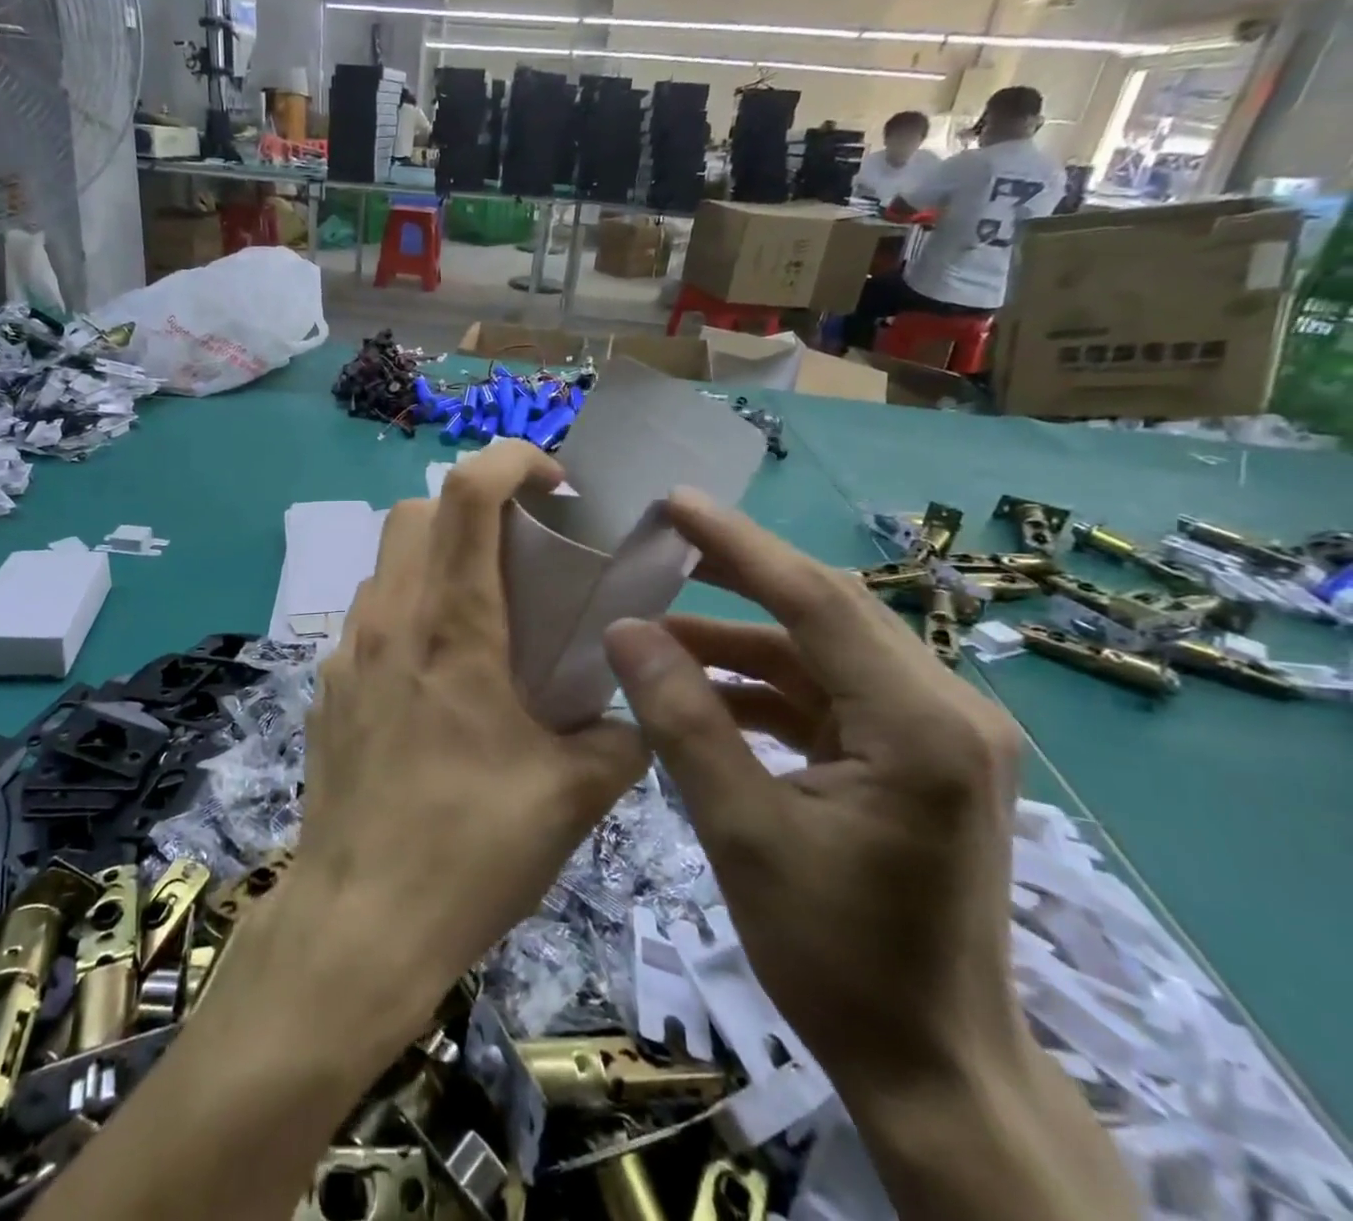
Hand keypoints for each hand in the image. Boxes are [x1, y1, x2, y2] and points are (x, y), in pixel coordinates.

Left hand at [292, 441, 646, 1038]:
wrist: (359, 922)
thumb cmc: (470, 851)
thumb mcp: (573, 796)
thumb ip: (619, 738)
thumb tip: (632, 716)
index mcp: (453, 627)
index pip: (469, 493)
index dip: (512, 460)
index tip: (555, 484)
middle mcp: (391, 620)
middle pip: (418, 510)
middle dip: (474, 507)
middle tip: (521, 551)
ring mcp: (349, 651)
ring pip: (389, 560)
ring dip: (437, 556)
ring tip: (482, 611)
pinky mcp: (329, 685)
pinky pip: (370, 614)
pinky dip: (408, 607)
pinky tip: (436, 673)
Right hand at [602, 489, 1029, 1100]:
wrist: (931, 1065)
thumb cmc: (835, 955)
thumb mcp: (741, 830)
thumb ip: (682, 719)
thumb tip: (624, 630)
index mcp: (919, 724)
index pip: (816, 600)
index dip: (738, 545)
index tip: (673, 503)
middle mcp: (945, 709)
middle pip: (826, 611)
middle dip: (738, 574)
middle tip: (659, 544)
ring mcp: (936, 733)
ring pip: (822, 651)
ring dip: (741, 636)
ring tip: (657, 628)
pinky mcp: (914, 756)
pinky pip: (828, 693)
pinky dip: (762, 683)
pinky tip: (702, 688)